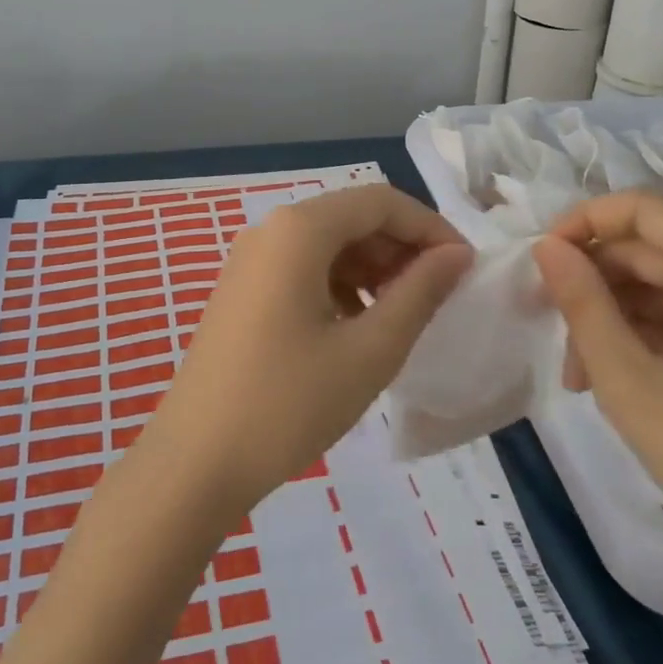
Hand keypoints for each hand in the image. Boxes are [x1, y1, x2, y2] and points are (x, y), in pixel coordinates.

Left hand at [154, 186, 471, 510]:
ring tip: (402, 317)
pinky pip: (302, 270)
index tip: (465, 270)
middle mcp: (270, 230)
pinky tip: (356, 329)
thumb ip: (419, 292)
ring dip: (372, 270)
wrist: (196, 461)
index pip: (381, 202)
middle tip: (437, 298)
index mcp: (299, 230)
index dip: (430, 228)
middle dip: (401, 249)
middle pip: (352, 218)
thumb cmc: (289, 403)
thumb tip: (456, 255)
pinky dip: (340, 286)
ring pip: (328, 245)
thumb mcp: (370, 350)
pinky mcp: (241, 291)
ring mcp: (249, 261)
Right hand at [532, 189, 662, 577]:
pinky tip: (619, 377)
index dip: (585, 221)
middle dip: (595, 283)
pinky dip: (649, 333)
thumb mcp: (628, 379)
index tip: (544, 261)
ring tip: (580, 373)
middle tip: (552, 330)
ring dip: (616, 315)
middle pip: (654, 249)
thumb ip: (583, 303)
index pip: (644, 209)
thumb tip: (547, 247)